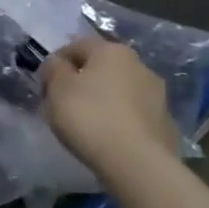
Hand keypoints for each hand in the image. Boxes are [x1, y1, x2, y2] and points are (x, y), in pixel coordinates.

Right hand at [40, 38, 178, 177]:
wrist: (137, 162)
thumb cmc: (90, 117)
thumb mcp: (58, 89)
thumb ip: (54, 70)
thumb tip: (57, 64)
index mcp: (111, 51)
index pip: (77, 45)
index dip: (56, 62)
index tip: (44, 85)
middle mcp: (139, 64)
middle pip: (101, 67)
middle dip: (81, 81)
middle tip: (63, 104)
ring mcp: (157, 93)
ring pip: (119, 89)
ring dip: (102, 99)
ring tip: (85, 123)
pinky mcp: (164, 120)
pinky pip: (132, 112)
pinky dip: (118, 118)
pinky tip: (107, 136)